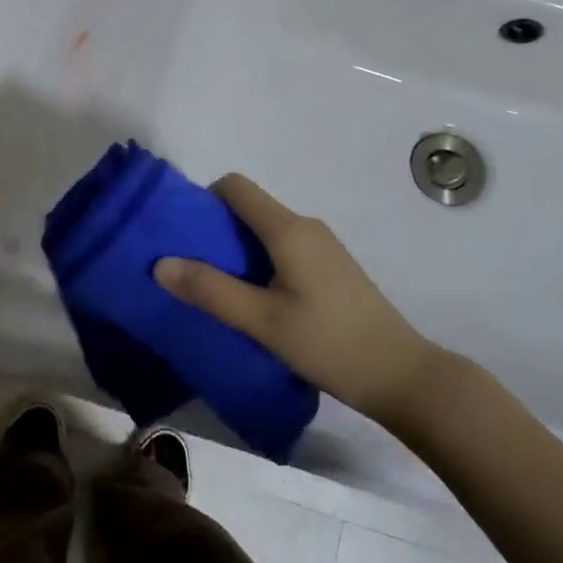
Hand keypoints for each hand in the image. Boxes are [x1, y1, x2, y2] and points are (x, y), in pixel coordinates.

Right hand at [153, 173, 442, 429]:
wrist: (403, 376)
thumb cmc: (329, 343)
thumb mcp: (262, 321)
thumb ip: (211, 290)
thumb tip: (160, 263)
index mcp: (288, 228)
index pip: (235, 186)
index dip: (203, 200)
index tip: (184, 234)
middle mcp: (306, 226)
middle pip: (249, 208)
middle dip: (215, 229)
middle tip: (191, 267)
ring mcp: (323, 246)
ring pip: (266, 231)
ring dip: (236, 249)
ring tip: (218, 288)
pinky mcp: (331, 268)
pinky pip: (283, 248)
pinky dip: (259, 262)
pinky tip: (256, 300)